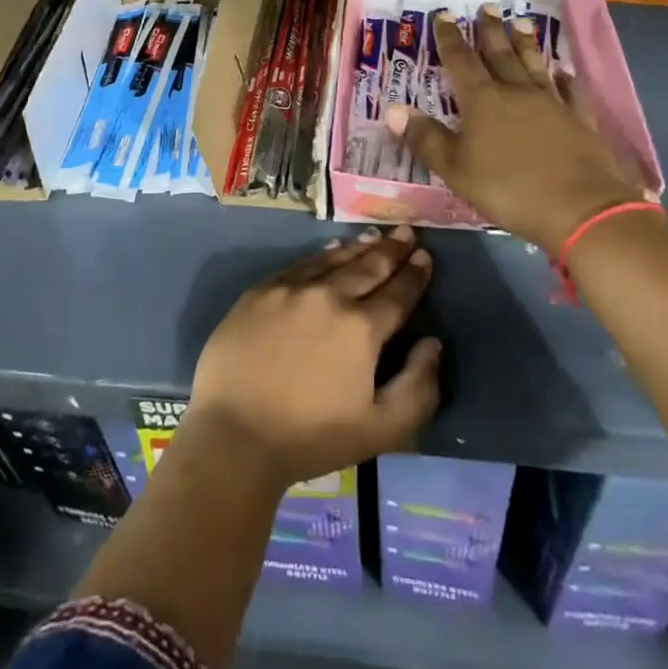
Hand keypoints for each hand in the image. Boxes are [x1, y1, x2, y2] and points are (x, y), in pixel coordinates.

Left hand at [185, 225, 441, 491]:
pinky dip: (322, 254)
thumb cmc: (311, 437)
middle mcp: (329, 296)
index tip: (425, 256)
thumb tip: (432, 343)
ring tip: (375, 235)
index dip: (414, 274)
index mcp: (361, 328)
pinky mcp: (261, 291)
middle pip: (368, 267)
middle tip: (406, 231)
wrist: (235, 434)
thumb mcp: (381, 429)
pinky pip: (300, 264)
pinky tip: (331, 250)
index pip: (398, 293)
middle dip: (391, 249)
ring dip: (359, 247)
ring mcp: (292, 289)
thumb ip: (418, 387)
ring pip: (334, 260)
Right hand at [387, 6, 648, 251]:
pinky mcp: (580, 120)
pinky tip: (564, 70)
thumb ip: (425, 138)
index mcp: (483, 101)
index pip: (460, 61)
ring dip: (526, 44)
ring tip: (522, 22)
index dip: (449, 38)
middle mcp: (517, 92)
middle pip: (500, 54)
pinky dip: (565, 78)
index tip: (444, 15)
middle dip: (490, 30)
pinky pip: (571, 91)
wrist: (581, 209)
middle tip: (488, 7)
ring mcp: (552, 104)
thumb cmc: (509, 189)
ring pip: (535, 65)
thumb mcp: (455, 169)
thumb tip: (391, 109)